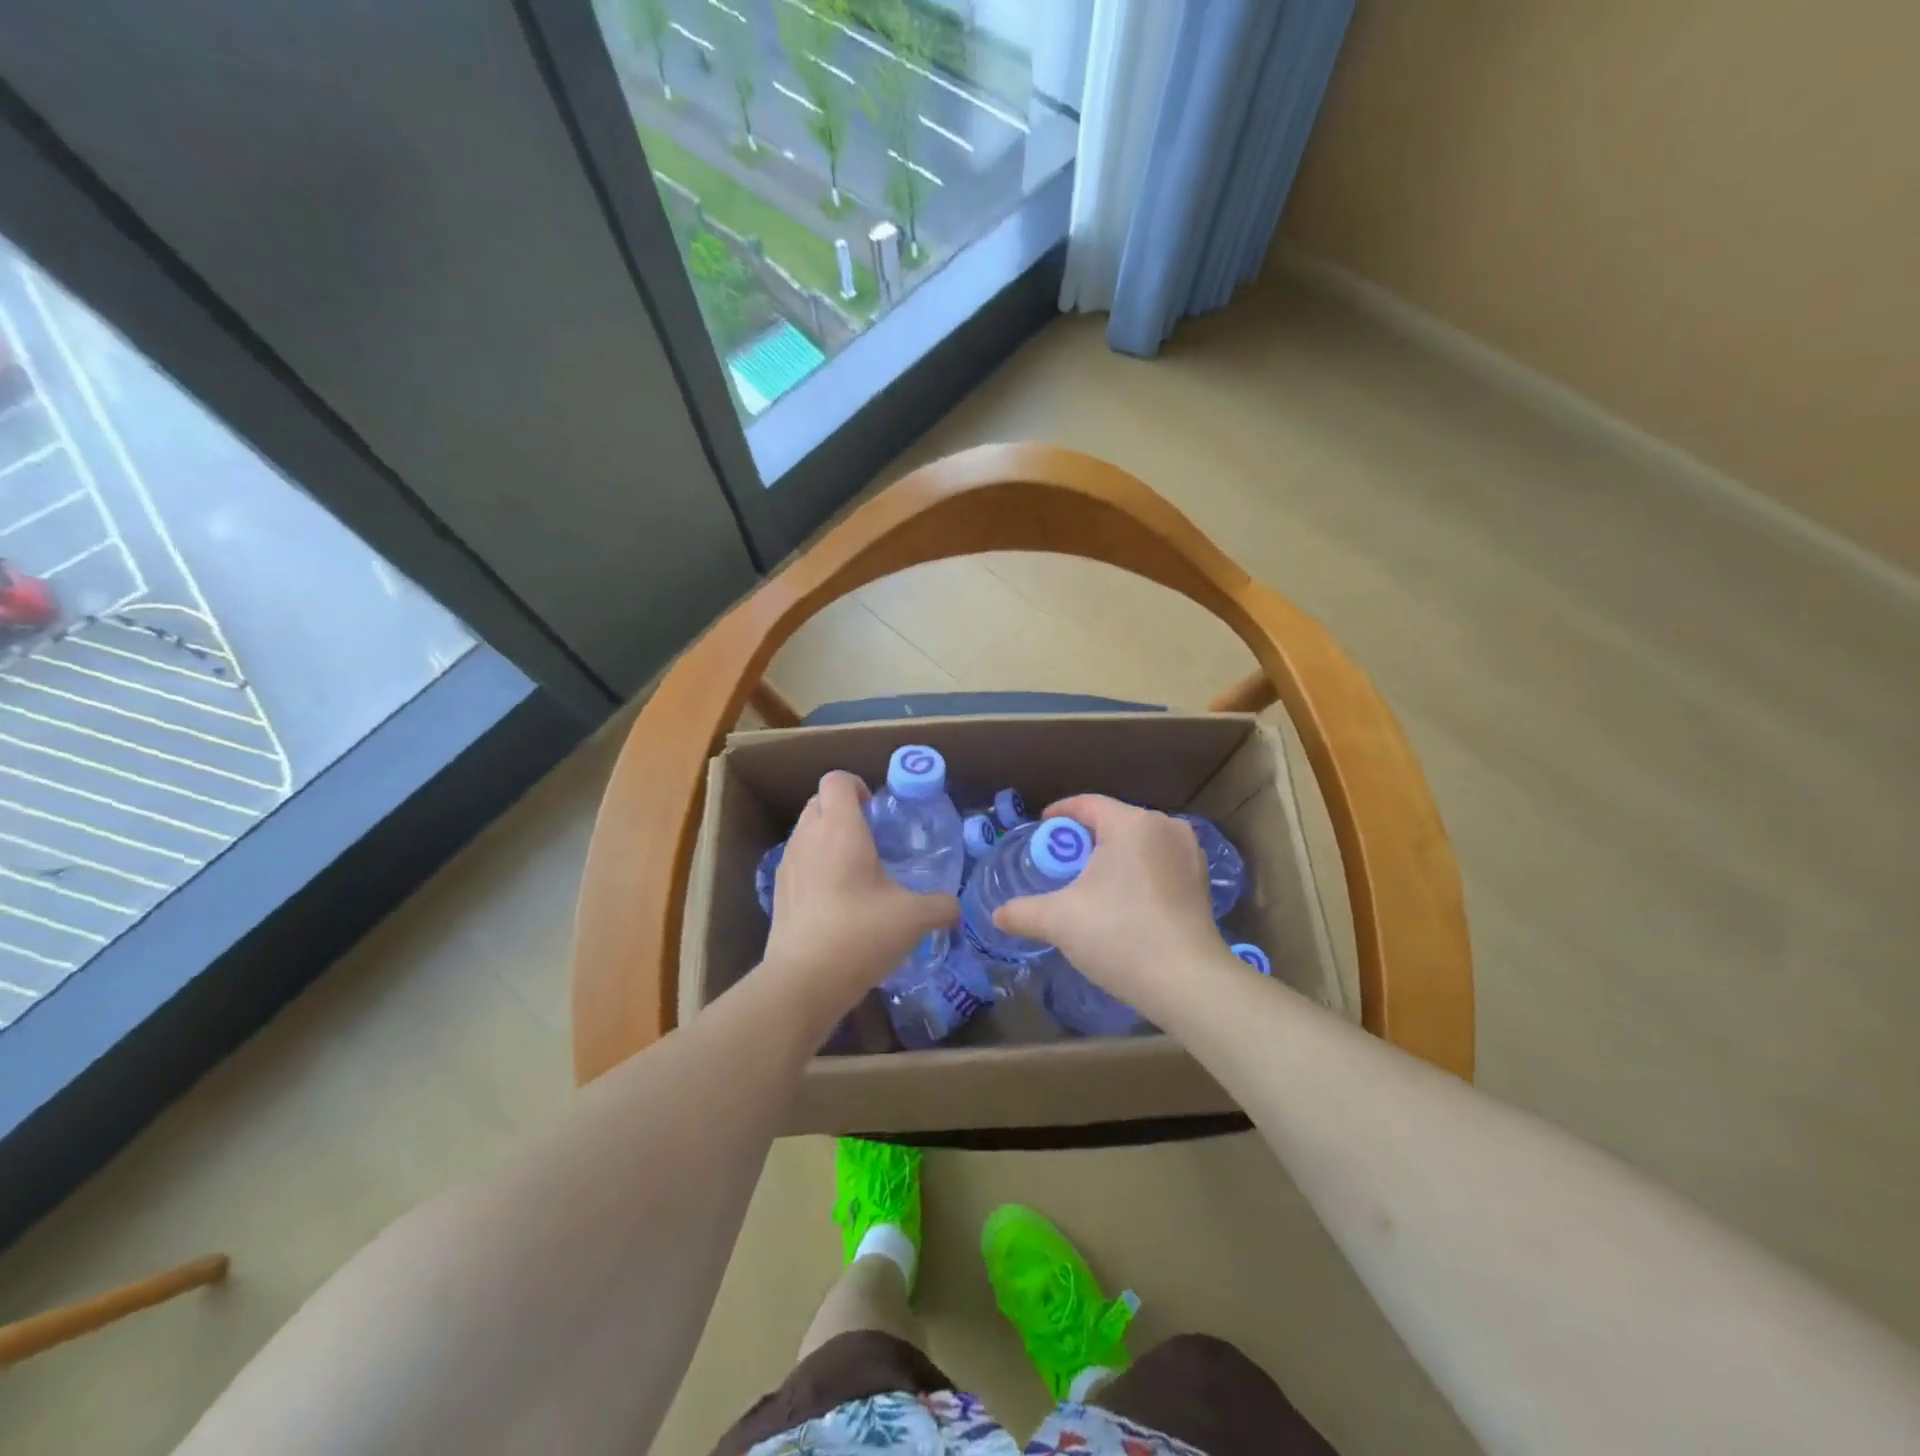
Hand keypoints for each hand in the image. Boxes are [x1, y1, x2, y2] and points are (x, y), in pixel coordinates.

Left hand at [762, 771, 958, 1022]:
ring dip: (828, 836)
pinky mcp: (779, 890)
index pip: (837, 780)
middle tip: (872, 836)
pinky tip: (837, 897)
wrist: (804, 980)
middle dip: (844, 808)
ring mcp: (788, 863)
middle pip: (819, 801)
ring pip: (806, 830)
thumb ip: (940, 906)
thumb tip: (956, 907)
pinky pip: (798, 859)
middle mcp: (809, 837)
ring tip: (856, 868)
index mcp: (840, 829)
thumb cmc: (860, 934)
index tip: (877, 809)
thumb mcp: (913, 919)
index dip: (858, 785)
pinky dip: (815, 863)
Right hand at [992, 795, 1229, 1019]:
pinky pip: (1160, 862)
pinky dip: (1138, 871)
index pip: (1087, 804)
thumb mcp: (1059, 921)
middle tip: (1061, 863)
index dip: (1060, 814)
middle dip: (1086, 838)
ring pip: (1139, 842)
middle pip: (1114, 822)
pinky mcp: (1202, 880)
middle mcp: (1165, 827)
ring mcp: (1189, 853)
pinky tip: (1125, 899)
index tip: (1042, 829)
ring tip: (1091, 882)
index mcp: (1131, 823)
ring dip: (1114, 856)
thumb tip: (997, 915)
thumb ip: (1022, 912)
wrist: (1187, 982)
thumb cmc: (1119, 935)